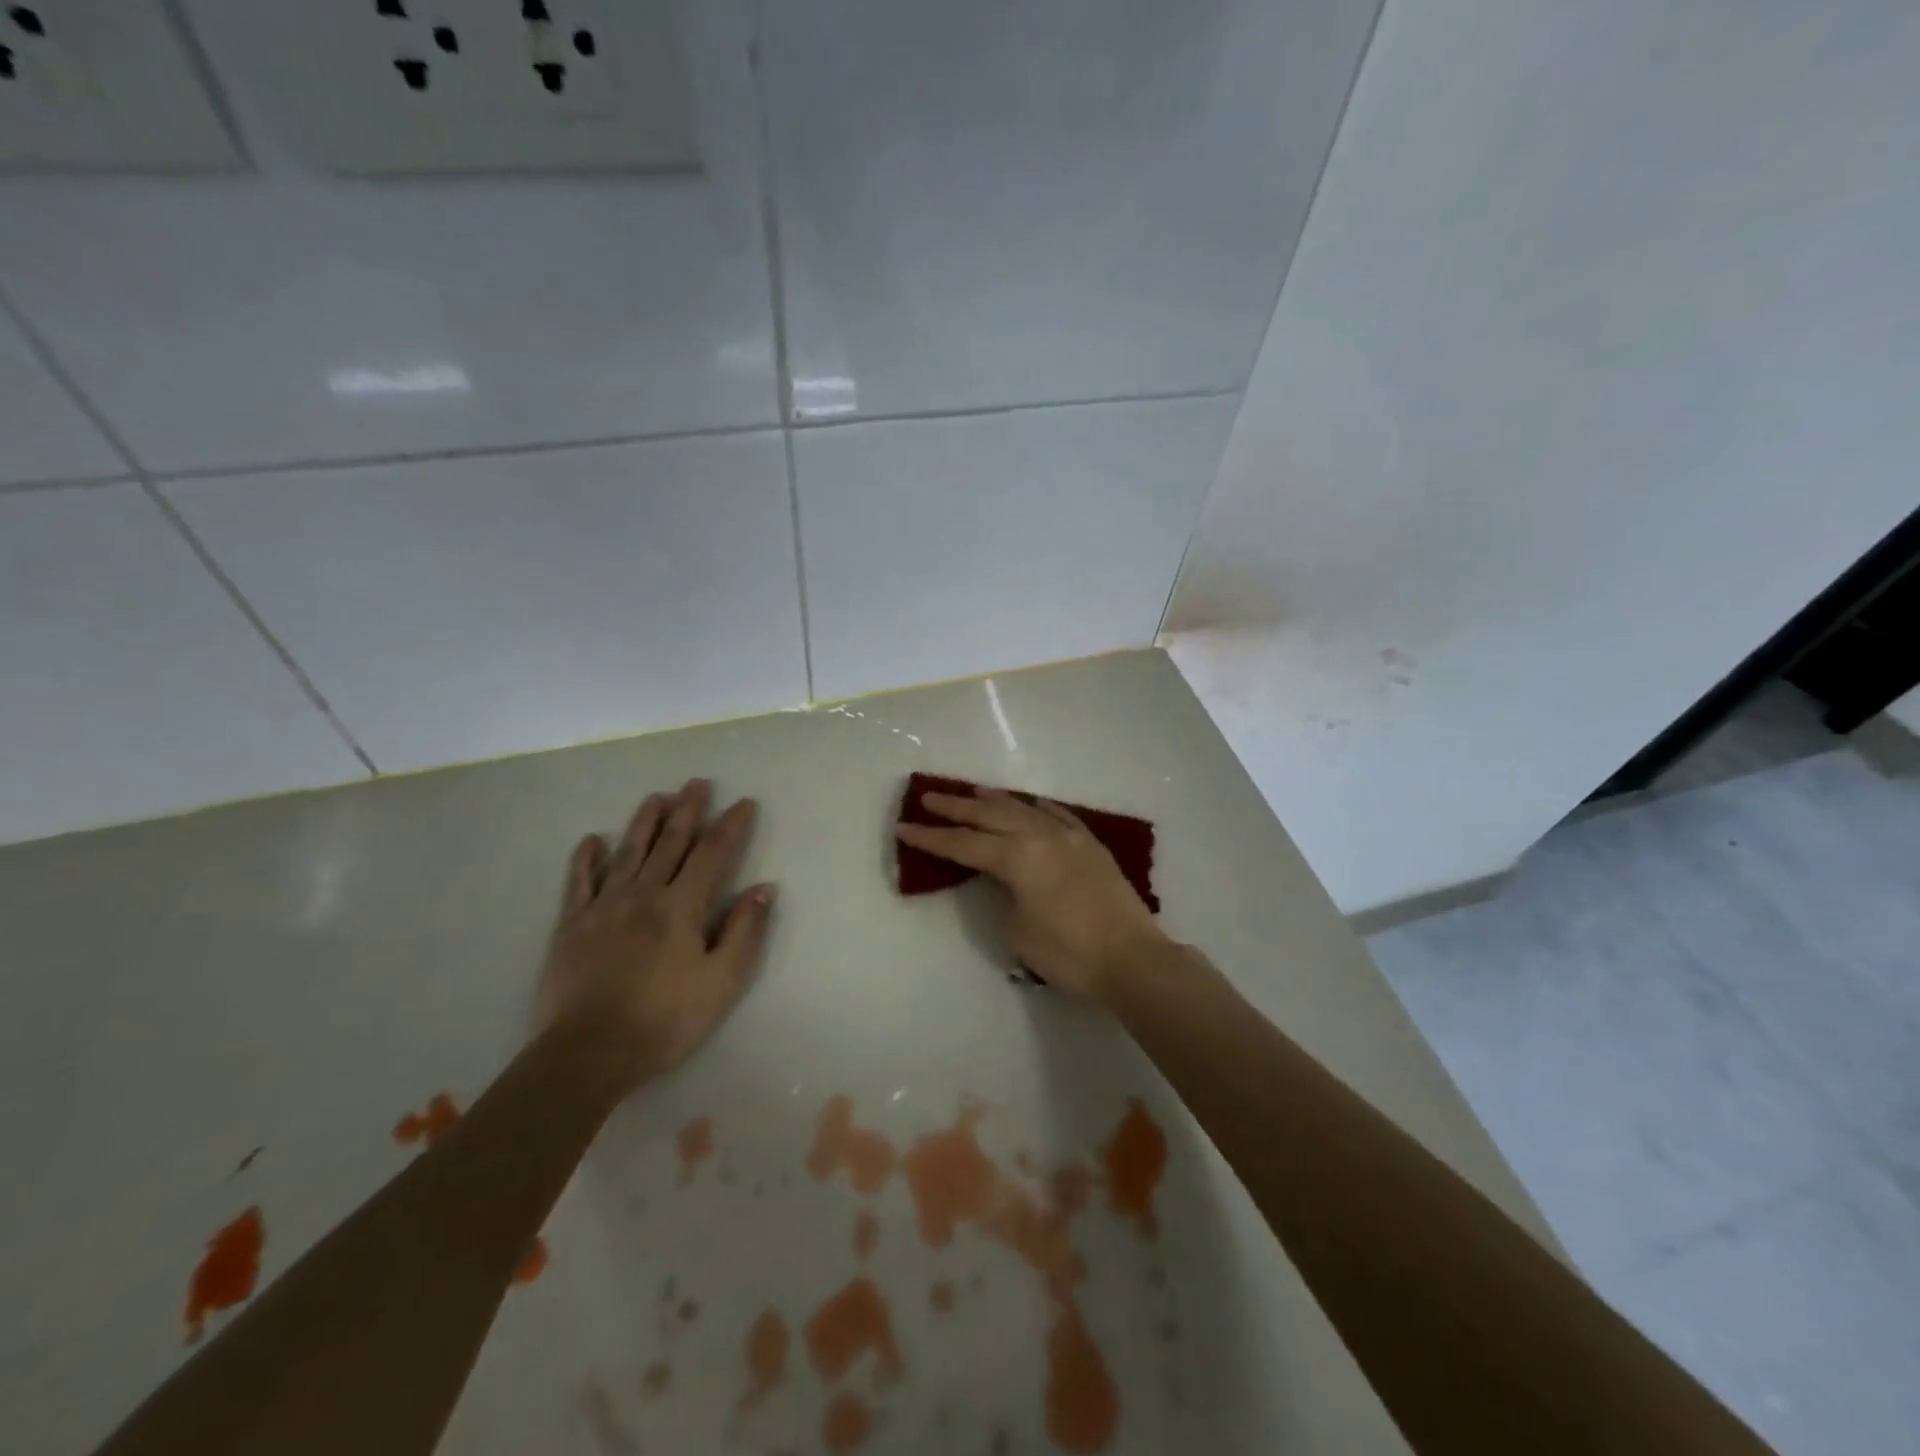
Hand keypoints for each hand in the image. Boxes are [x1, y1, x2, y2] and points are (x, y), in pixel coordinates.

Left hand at [536, 779, 774, 1089]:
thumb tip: (763, 888)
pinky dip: (586, 859)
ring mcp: (603, 908)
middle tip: (697, 783)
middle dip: (688, 811)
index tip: (744, 803)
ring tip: (657, 797)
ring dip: (645, 823)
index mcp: (681, 906)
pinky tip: (592, 840)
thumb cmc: (665, 1020)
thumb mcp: (722, 982)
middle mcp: (643, 894)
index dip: (731, 826)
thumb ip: (744, 931)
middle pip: (670, 843)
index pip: (713, 854)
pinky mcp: (571, 927)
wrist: (587, 1054)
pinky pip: (579, 883)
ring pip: (629, 853)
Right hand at [895, 788, 1166, 998]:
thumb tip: (1005, 882)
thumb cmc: (1069, 953)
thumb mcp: (1018, 932)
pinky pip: (1059, 816)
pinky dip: (1039, 808)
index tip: (905, 827)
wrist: (1133, 959)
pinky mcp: (1092, 846)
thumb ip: (1004, 897)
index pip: (964, 845)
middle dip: (957, 808)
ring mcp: (1070, 837)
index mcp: (1017, 858)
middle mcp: (1040, 837)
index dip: (932, 838)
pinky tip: (1031, 804)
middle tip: (929, 796)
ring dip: (996, 801)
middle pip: (990, 816)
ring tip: (973, 792)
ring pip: (1024, 809)